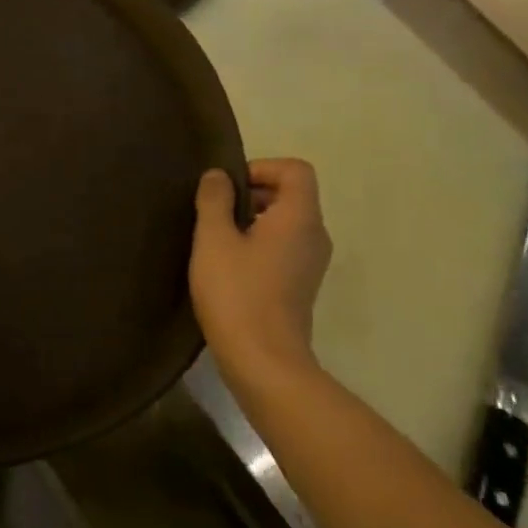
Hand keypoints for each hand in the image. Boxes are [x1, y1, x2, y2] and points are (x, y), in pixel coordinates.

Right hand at [189, 159, 331, 384]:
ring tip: (214, 238)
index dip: (261, 167)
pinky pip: (283, 246)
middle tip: (213, 211)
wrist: (263, 360)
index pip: (296, 170)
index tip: (226, 187)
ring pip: (285, 222)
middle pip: (291, 194)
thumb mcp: (213, 239)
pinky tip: (227, 264)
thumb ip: (215, 200)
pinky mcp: (301, 284)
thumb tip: (218, 175)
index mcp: (300, 218)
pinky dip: (258, 242)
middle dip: (252, 193)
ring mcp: (311, 263)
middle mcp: (315, 235)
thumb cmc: (236, 292)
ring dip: (251, 219)